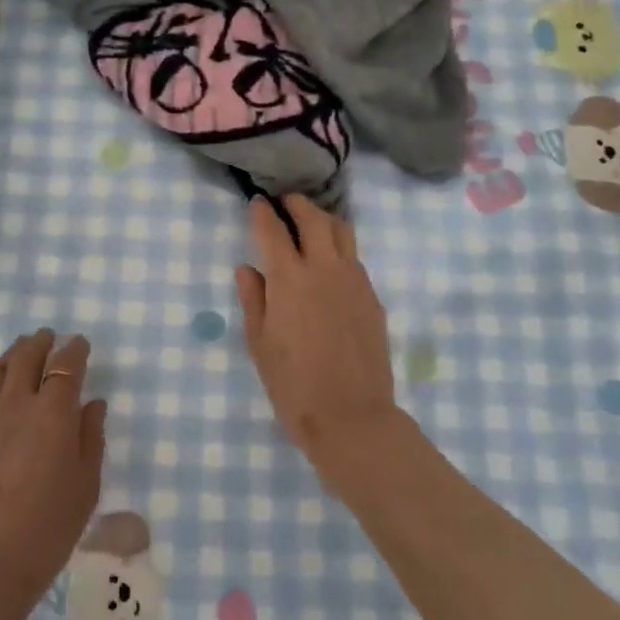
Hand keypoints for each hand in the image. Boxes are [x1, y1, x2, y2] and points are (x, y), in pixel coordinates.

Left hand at [0, 329, 107, 608]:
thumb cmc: (46, 530)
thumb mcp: (85, 487)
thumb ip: (91, 437)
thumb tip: (92, 403)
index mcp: (54, 412)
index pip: (66, 365)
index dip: (76, 350)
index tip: (81, 345)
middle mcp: (17, 403)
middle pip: (27, 355)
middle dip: (42, 342)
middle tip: (50, 338)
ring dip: (14, 354)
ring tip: (23, 353)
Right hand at [234, 197, 401, 477]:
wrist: (351, 417)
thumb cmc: (293, 385)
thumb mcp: (259, 344)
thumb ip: (253, 299)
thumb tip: (247, 268)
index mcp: (289, 278)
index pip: (273, 229)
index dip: (262, 212)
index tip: (257, 202)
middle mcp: (323, 268)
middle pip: (313, 218)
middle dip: (296, 204)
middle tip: (285, 204)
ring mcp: (354, 279)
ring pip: (342, 231)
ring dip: (323, 219)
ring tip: (311, 224)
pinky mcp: (372, 296)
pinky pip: (354, 258)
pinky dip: (339, 248)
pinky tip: (330, 264)